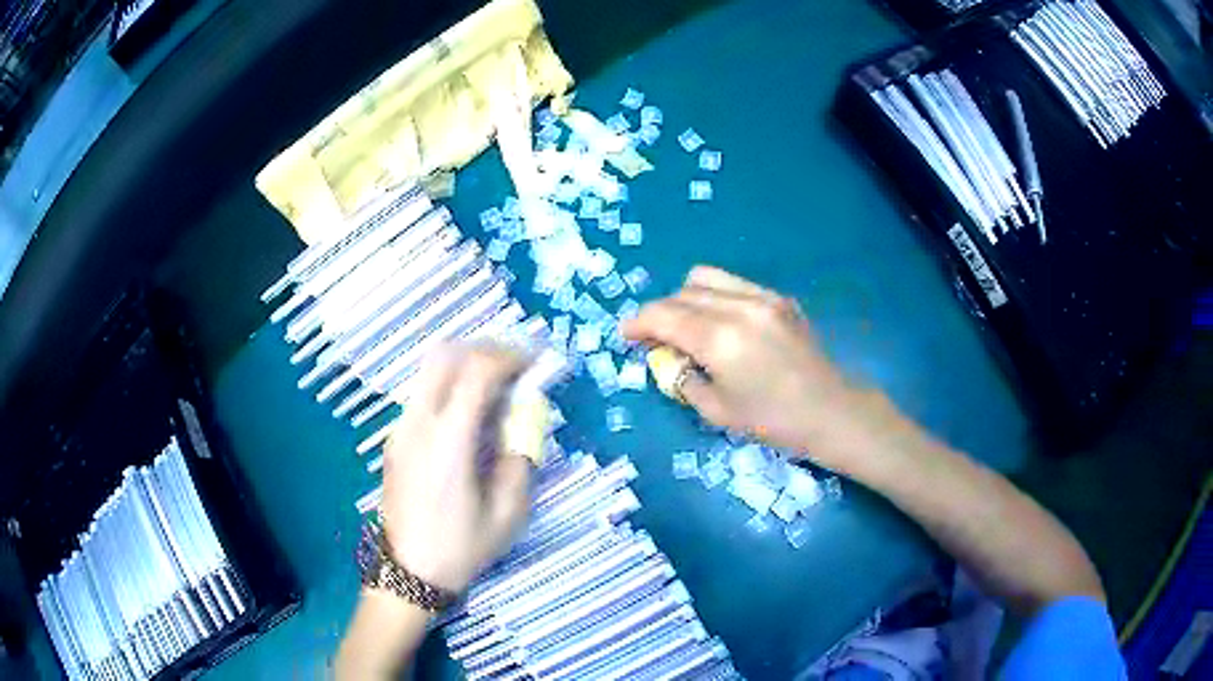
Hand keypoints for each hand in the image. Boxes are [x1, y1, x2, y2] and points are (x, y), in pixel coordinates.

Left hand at [379, 344, 533, 593]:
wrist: (409, 571)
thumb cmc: (462, 547)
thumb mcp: (509, 513)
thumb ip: (521, 459)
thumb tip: (524, 422)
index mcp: (449, 441)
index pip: (477, 371)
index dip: (511, 357)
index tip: (535, 362)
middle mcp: (418, 423)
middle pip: (445, 354)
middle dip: (484, 348)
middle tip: (514, 364)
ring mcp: (400, 428)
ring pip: (428, 370)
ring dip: (464, 364)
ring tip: (495, 384)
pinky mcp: (394, 438)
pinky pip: (422, 392)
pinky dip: (449, 384)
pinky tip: (468, 412)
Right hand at [622, 266, 865, 455]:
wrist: (830, 411)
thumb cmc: (772, 420)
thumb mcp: (716, 410)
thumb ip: (682, 378)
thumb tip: (666, 358)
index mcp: (720, 338)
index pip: (663, 315)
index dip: (638, 323)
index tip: (625, 335)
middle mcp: (739, 306)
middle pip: (681, 293)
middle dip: (660, 313)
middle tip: (655, 339)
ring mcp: (763, 297)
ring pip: (706, 278)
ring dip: (685, 298)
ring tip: (686, 326)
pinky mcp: (779, 298)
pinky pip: (734, 285)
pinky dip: (715, 297)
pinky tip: (721, 324)